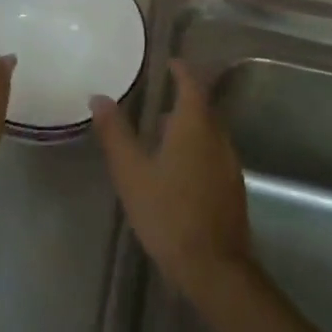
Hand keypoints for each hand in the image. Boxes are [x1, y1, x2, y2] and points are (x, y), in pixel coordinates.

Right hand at [90, 60, 251, 299]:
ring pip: (209, 131)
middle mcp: (218, 137)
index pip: (192, 83)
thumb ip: (115, 134)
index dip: (181, 70)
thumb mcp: (132, 173)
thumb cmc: (169, 213)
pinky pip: (214, 153)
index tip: (168, 63)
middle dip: (183, 98)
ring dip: (189, 125)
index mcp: (195, 125)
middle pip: (203, 106)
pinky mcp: (232, 188)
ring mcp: (229, 163)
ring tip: (161, 132)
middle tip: (158, 97)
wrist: (215, 268)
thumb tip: (99, 97)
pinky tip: (177, 169)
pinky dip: (197, 148)